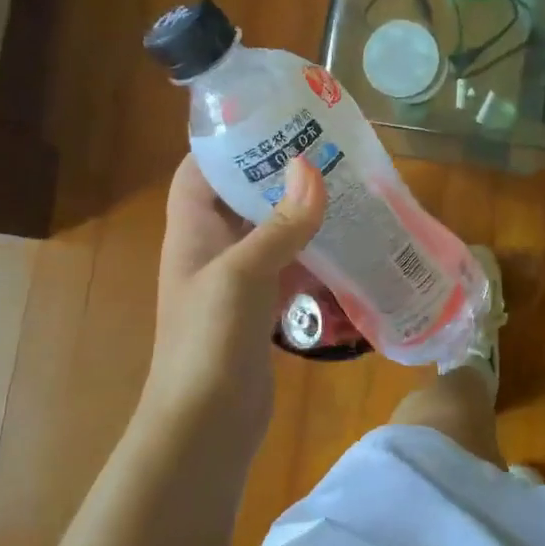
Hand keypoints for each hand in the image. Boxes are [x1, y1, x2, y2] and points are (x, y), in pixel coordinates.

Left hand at [142, 154, 325, 427]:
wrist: (206, 426)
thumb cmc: (209, 341)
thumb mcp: (243, 274)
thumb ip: (280, 224)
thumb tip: (310, 168)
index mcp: (193, 231)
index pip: (201, 170)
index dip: (228, 142)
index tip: (273, 120)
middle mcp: (213, 249)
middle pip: (243, 197)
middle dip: (279, 174)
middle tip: (328, 151)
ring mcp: (238, 282)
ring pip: (272, 233)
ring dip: (304, 215)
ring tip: (348, 189)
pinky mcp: (262, 309)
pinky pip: (291, 269)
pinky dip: (316, 257)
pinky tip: (351, 247)